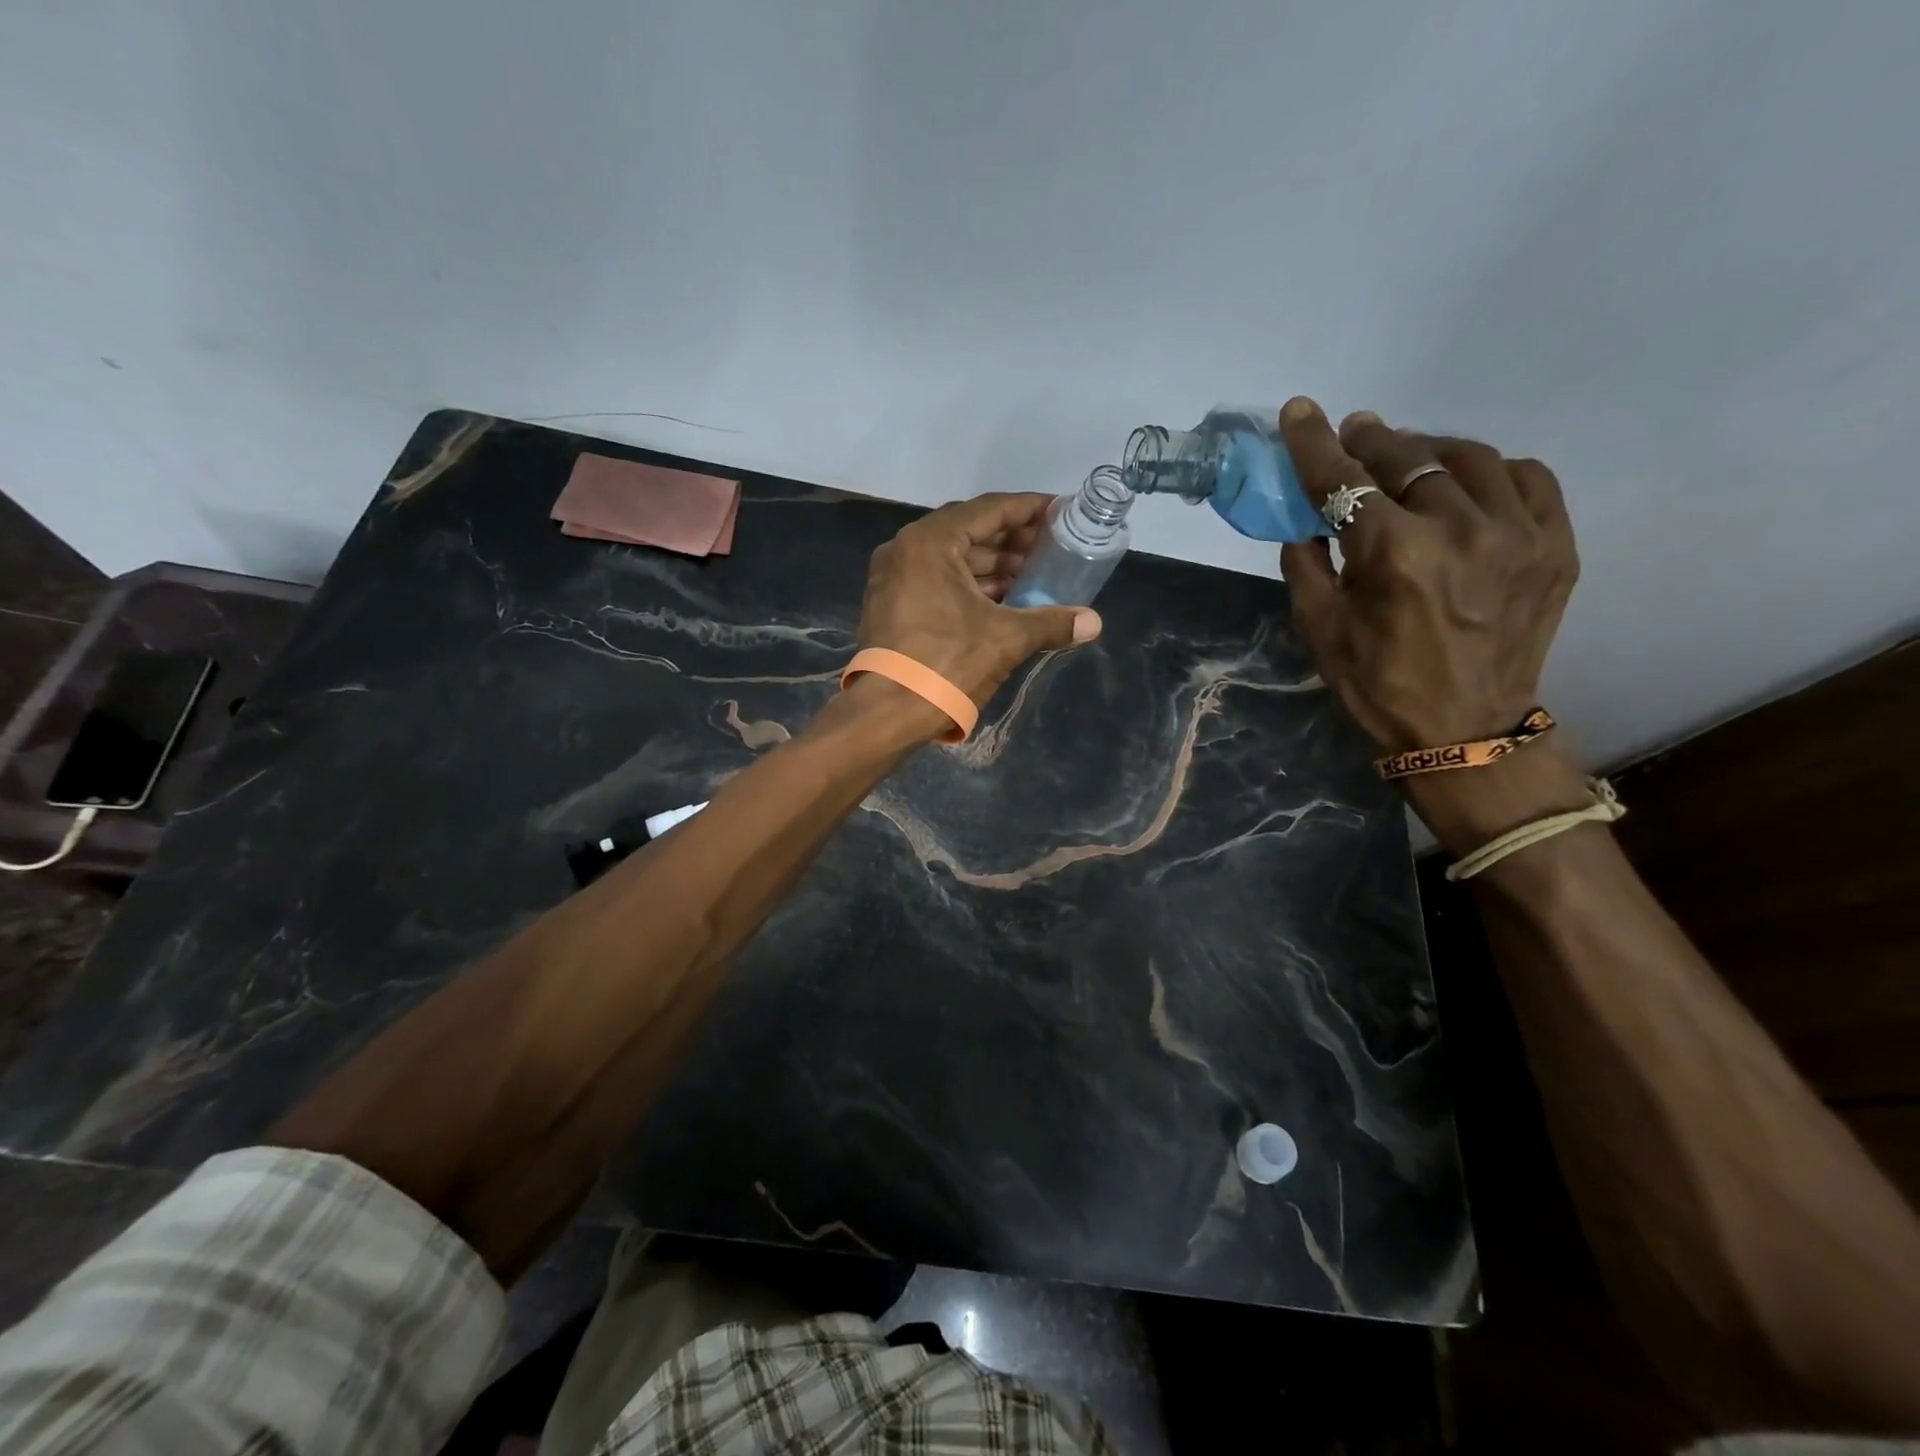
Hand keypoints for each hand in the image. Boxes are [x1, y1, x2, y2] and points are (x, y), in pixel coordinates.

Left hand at [858, 492, 1102, 708]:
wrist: (889, 713)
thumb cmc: (948, 664)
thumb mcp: (1006, 639)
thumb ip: (1051, 623)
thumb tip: (1094, 623)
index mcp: (929, 543)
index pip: (988, 510)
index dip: (1028, 509)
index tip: (1059, 512)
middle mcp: (905, 550)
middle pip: (969, 531)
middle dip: (1012, 541)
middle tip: (1051, 549)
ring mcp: (893, 578)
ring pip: (952, 559)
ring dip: (993, 566)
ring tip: (1033, 577)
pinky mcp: (891, 605)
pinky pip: (937, 581)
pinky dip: (970, 586)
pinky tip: (1003, 600)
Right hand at [1276, 398, 1589, 850]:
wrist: (1466, 731)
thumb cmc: (1379, 686)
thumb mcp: (1319, 630)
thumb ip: (1306, 566)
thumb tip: (1308, 522)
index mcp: (1393, 554)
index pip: (1344, 480)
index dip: (1315, 443)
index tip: (1300, 411)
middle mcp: (1459, 529)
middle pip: (1408, 457)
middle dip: (1372, 441)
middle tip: (1354, 435)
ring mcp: (1518, 533)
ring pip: (1469, 458)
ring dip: (1429, 450)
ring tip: (1409, 458)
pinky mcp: (1556, 545)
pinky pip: (1527, 478)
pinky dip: (1491, 471)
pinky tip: (1469, 485)